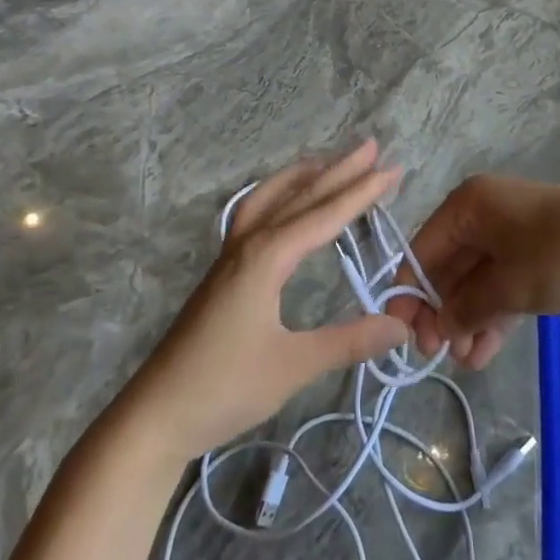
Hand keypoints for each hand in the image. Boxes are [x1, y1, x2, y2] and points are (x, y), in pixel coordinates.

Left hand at [118, 142, 408, 460]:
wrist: (157, 412)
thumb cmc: (224, 387)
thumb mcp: (294, 366)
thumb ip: (349, 341)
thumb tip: (402, 324)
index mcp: (266, 257)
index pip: (324, 215)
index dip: (361, 192)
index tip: (393, 169)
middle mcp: (249, 243)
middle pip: (299, 196)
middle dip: (338, 170)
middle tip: (373, 147)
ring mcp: (231, 254)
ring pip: (270, 197)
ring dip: (304, 176)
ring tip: (331, 161)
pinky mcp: (223, 269)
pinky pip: (255, 213)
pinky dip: (279, 194)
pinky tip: (286, 203)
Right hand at [406, 176, 559, 369]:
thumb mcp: (508, 287)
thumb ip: (465, 308)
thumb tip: (436, 327)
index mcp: (468, 205)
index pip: (423, 249)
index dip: (410, 293)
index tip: (403, 335)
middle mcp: (483, 213)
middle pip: (448, 265)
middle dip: (443, 312)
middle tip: (436, 355)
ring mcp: (511, 232)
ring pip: (476, 279)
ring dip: (467, 319)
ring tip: (464, 362)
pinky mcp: (534, 252)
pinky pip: (502, 283)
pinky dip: (493, 314)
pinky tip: (483, 353)